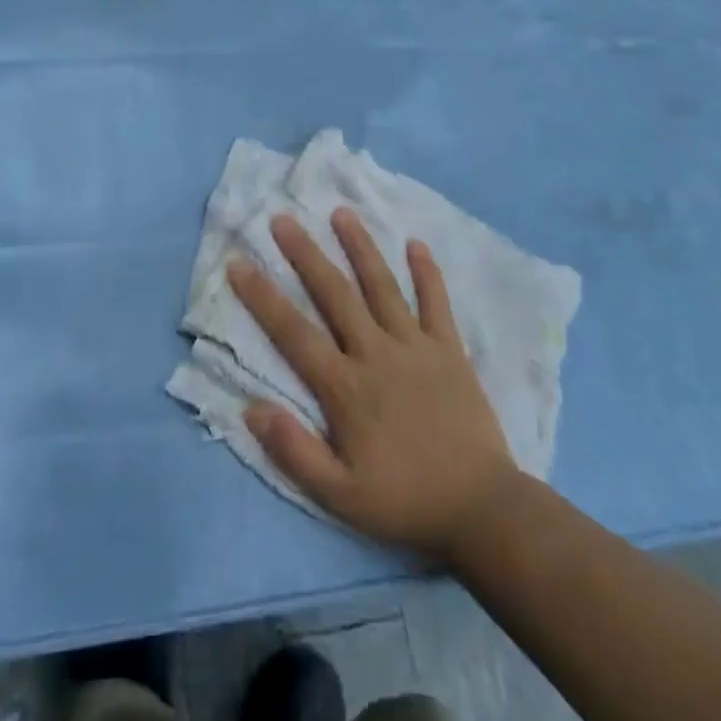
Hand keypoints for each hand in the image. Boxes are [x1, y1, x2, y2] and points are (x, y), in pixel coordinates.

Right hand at [229, 208, 518, 562]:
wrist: (482, 508)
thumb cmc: (405, 501)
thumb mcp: (340, 496)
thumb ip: (294, 451)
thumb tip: (251, 407)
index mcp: (346, 387)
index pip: (294, 333)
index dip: (263, 297)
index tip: (238, 264)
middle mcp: (376, 353)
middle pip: (335, 294)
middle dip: (306, 254)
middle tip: (282, 219)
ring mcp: (416, 346)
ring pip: (382, 286)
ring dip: (360, 247)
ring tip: (341, 213)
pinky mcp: (449, 349)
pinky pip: (436, 303)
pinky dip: (427, 272)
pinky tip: (416, 243)